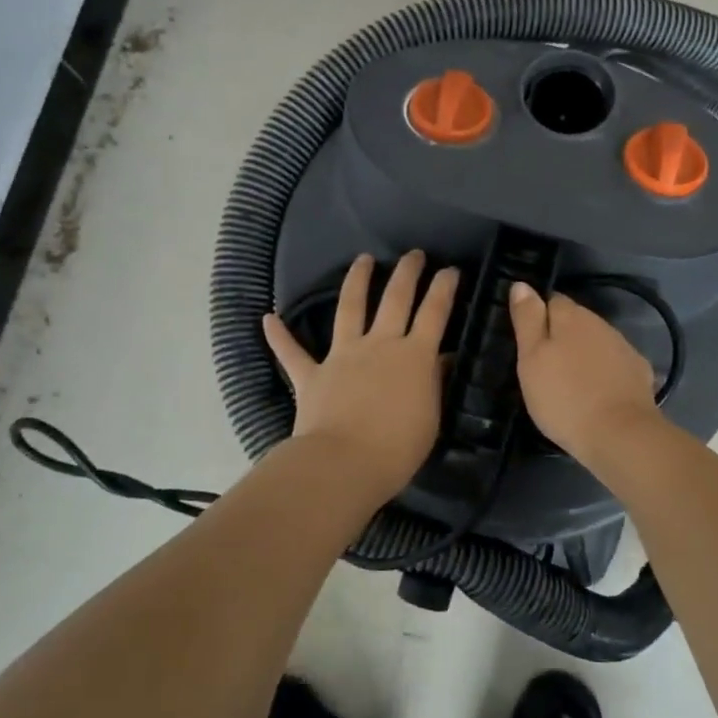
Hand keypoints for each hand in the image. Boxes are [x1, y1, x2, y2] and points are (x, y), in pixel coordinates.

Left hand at [263, 252, 459, 500]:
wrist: (344, 464)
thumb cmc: (397, 448)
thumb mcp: (431, 417)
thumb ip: (434, 383)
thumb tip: (441, 360)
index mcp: (414, 356)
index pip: (435, 313)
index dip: (444, 288)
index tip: (450, 270)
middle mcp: (380, 345)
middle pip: (396, 298)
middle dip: (407, 272)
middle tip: (414, 254)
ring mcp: (343, 356)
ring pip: (350, 308)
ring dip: (356, 280)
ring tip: (363, 259)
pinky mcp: (312, 374)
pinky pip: (292, 352)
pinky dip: (279, 336)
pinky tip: (268, 318)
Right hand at [507, 283, 661, 462]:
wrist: (620, 435)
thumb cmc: (564, 397)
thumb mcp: (531, 359)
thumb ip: (527, 319)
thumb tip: (522, 285)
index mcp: (572, 316)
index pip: (552, 300)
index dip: (538, 318)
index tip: (529, 343)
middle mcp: (601, 324)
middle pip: (576, 321)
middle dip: (562, 337)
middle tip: (546, 367)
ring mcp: (624, 347)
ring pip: (596, 342)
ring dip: (584, 354)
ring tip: (570, 383)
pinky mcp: (639, 373)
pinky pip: (615, 364)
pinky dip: (605, 373)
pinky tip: (598, 394)